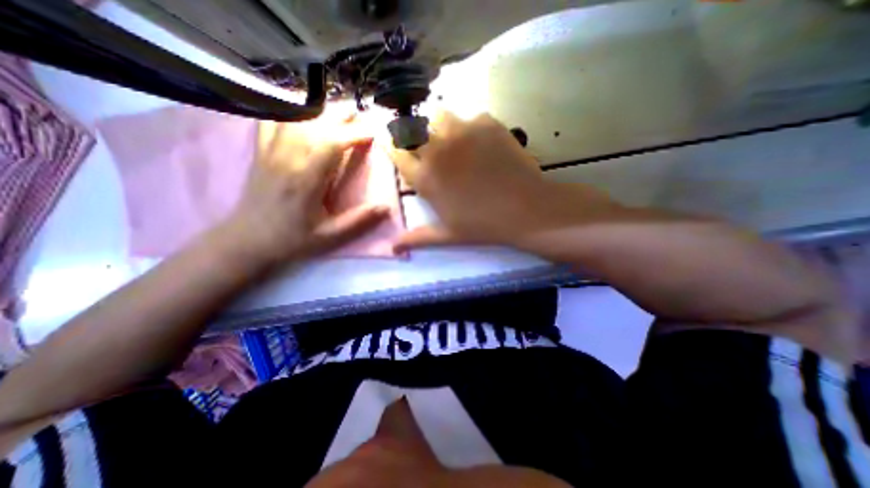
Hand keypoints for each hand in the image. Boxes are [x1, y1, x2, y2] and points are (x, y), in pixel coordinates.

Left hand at [218, 110, 386, 267]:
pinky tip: (300, 113)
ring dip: (319, 112)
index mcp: (306, 180)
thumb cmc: (292, 240)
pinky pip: (271, 122)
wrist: (248, 241)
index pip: (331, 144)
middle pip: (314, 125)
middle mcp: (287, 159)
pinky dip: (287, 112)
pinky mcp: (261, 153)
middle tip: (360, 115)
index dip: (354, 134)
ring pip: (295, 119)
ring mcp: (271, 153)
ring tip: (338, 112)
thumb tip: (386, 208)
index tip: (373, 132)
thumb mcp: (330, 237)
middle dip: (340, 117)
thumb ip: (359, 222)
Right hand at [384, 110, 556, 250]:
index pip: (396, 153)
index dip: (393, 148)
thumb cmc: (482, 225)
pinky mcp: (487, 124)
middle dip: (415, 136)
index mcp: (425, 178)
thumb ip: (418, 237)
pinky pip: (471, 117)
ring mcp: (462, 132)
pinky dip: (472, 128)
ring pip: (439, 116)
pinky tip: (483, 144)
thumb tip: (393, 248)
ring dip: (441, 127)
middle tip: (429, 147)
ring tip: (455, 142)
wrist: (524, 210)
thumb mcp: (447, 235)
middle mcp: (437, 150)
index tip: (396, 147)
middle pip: (413, 129)